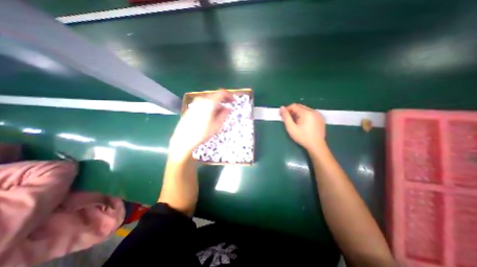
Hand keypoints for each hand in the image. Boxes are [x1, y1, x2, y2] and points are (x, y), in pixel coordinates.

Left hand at [170, 91, 233, 158]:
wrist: (184, 139)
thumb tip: (228, 108)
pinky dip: (209, 106)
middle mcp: (202, 100)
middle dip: (223, 101)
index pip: (222, 93)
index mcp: (209, 103)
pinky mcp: (191, 107)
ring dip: (216, 105)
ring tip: (219, 114)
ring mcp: (195, 103)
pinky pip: (204, 103)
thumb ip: (224, 115)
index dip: (229, 96)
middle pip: (215, 96)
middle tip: (227, 108)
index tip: (233, 101)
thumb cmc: (202, 133)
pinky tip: (210, 115)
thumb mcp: (217, 125)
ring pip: (209, 100)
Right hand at [281, 102, 325, 151]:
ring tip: (295, 122)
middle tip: (288, 119)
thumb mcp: (291, 128)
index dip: (287, 109)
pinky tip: (303, 123)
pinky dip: (305, 115)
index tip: (283, 115)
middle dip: (292, 111)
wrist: (317, 146)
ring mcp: (318, 114)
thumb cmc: (302, 137)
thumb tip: (281, 107)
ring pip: (305, 109)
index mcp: (306, 113)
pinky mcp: (321, 118)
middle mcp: (313, 111)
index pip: (294, 106)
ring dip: (298, 113)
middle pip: (300, 106)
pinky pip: (310, 113)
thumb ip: (286, 117)